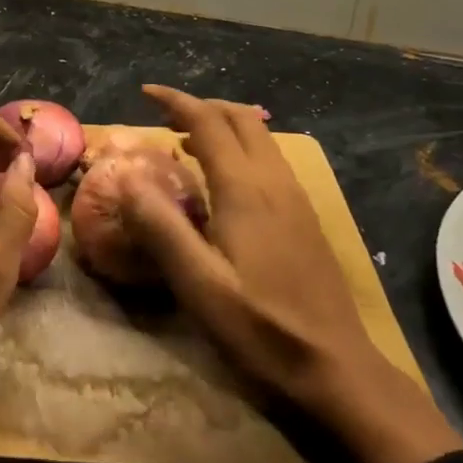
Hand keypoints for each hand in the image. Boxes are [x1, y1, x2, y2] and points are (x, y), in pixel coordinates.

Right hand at [119, 85, 462, 462]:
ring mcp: (296, 197)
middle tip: (163, 118)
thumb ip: (160, 226)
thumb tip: (125, 175)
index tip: (145, 93)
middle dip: (200, 106)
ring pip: (259, 137)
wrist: (336, 369)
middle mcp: (274, 181)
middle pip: (240, 118)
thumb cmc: (260, 327)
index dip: (175, 101)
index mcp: (245, 189)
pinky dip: (240, 147)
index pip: (208, 122)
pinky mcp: (305, 216)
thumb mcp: (197, 284)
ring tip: (186, 142)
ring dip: (222, 125)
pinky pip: (269, 159)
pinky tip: (223, 180)